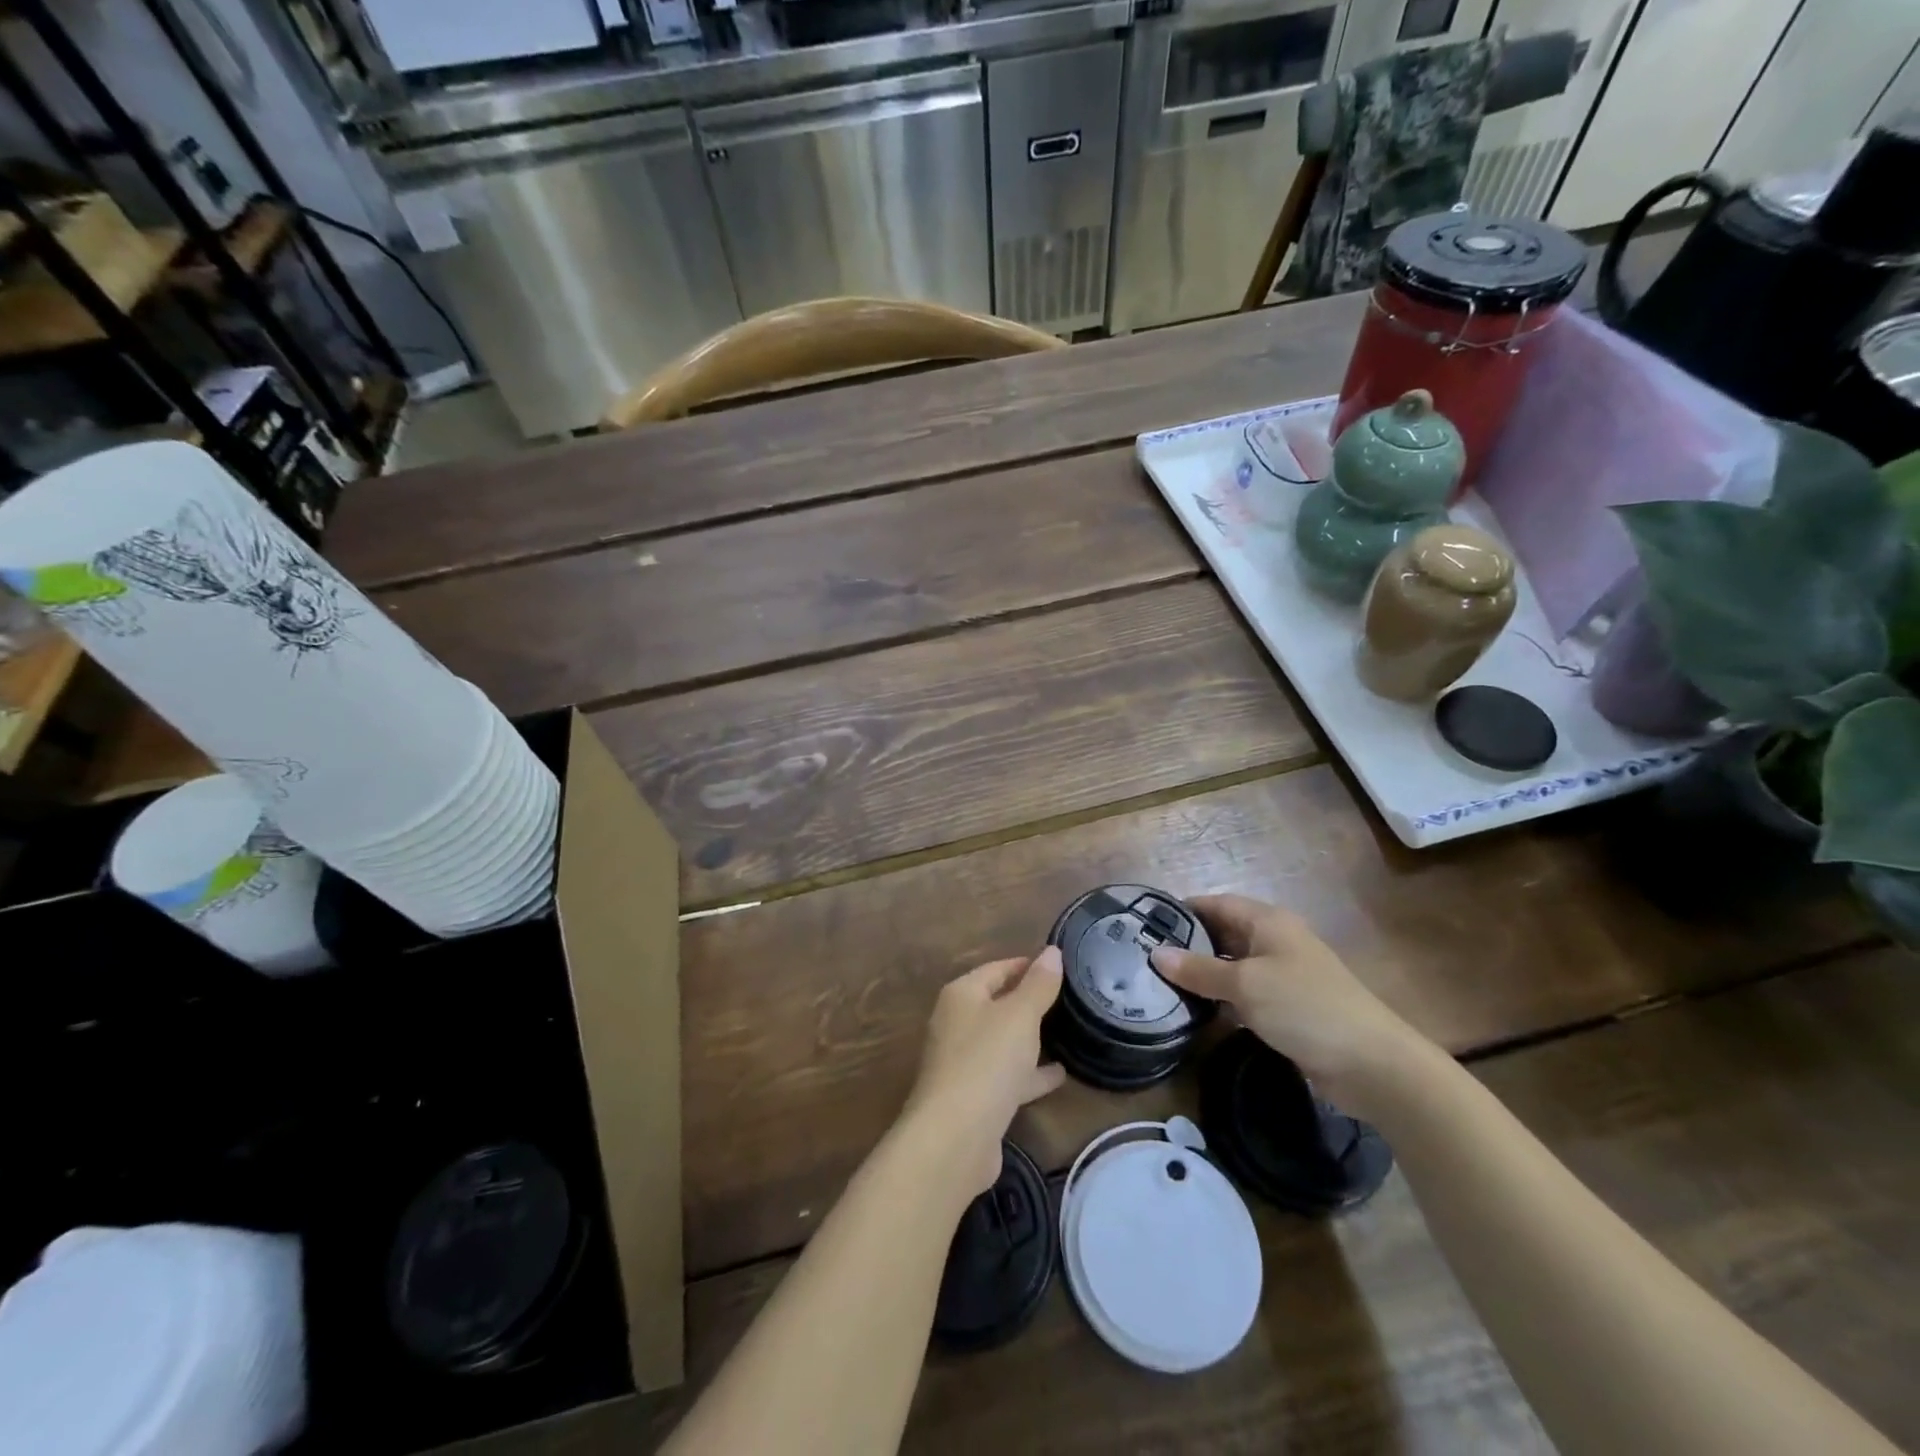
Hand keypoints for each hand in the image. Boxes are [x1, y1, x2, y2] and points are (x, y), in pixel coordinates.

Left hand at [902, 948, 1067, 1197]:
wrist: (954, 1137)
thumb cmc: (987, 1061)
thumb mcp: (1020, 1016)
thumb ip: (1038, 984)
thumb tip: (1052, 951)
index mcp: (962, 995)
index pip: (996, 968)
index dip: (1026, 964)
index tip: (1058, 965)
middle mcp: (957, 1024)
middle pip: (997, 1004)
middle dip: (1029, 1001)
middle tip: (1067, 998)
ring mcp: (963, 1062)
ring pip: (1003, 1042)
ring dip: (1030, 1038)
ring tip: (1067, 1033)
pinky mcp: (974, 1097)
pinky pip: (1007, 1076)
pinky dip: (1030, 1073)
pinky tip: (1059, 1075)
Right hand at [1149, 895, 1434, 1115]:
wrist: (1372, 1064)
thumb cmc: (1305, 1007)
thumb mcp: (1245, 985)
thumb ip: (1199, 970)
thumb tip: (1156, 954)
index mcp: (1268, 922)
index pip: (1217, 903)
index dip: (1184, 910)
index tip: (1146, 924)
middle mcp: (1275, 942)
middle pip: (1223, 934)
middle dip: (1189, 944)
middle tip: (1146, 957)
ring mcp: (1283, 976)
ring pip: (1232, 967)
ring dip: (1203, 975)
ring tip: (1160, 984)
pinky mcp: (1287, 1008)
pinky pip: (1245, 994)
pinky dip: (1221, 999)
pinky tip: (1194, 1011)